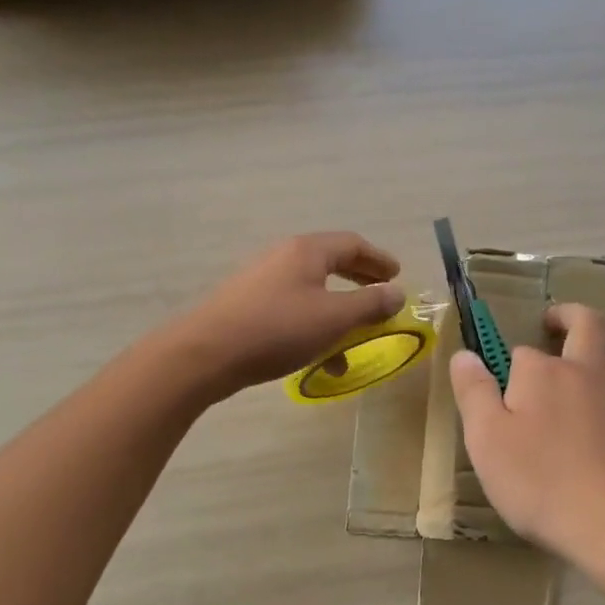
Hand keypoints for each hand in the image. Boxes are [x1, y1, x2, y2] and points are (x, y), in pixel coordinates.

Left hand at [168, 232, 403, 398]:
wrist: (206, 353)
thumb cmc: (277, 329)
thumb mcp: (333, 318)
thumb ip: (370, 305)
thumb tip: (397, 293)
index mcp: (307, 251)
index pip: (352, 244)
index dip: (379, 260)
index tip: (398, 276)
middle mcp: (284, 257)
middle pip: (331, 262)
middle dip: (360, 280)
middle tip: (381, 294)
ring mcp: (262, 280)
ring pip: (312, 290)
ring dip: (339, 311)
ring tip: (356, 339)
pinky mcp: (248, 305)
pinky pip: (293, 309)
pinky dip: (314, 326)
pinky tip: (321, 360)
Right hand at [450, 303, 604, 572]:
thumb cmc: (540, 480)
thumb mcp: (487, 439)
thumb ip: (474, 392)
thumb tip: (464, 354)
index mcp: (541, 371)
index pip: (520, 351)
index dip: (506, 364)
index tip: (491, 384)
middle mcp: (583, 372)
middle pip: (586, 324)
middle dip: (567, 316)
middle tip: (551, 321)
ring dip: (602, 337)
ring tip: (585, 346)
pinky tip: (599, 401)